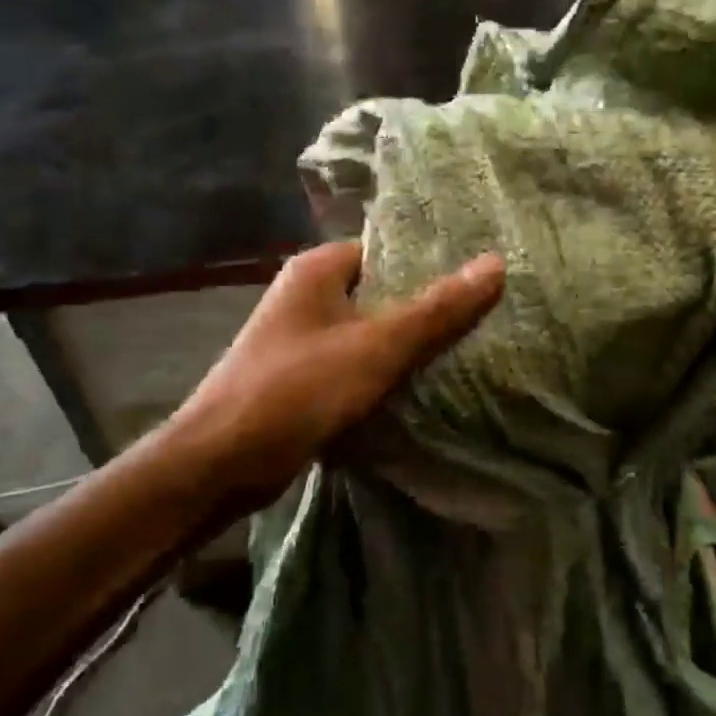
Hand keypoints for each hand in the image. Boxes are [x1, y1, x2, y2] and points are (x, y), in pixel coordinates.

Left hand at [164, 241, 505, 512]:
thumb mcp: (377, 347)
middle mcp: (307, 295)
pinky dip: (385, 372)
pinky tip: (424, 386)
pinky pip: (356, 363)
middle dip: (427, 307)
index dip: (432, 263)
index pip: (387, 251)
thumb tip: (496, 264)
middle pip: (382, 292)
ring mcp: (302, 338)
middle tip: (485, 317)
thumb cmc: (297, 390)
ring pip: (370, 331)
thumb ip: (437, 310)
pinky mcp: (302, 378)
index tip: (480, 279)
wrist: (219, 464)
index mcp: (317, 269)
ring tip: (469, 350)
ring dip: (408, 344)